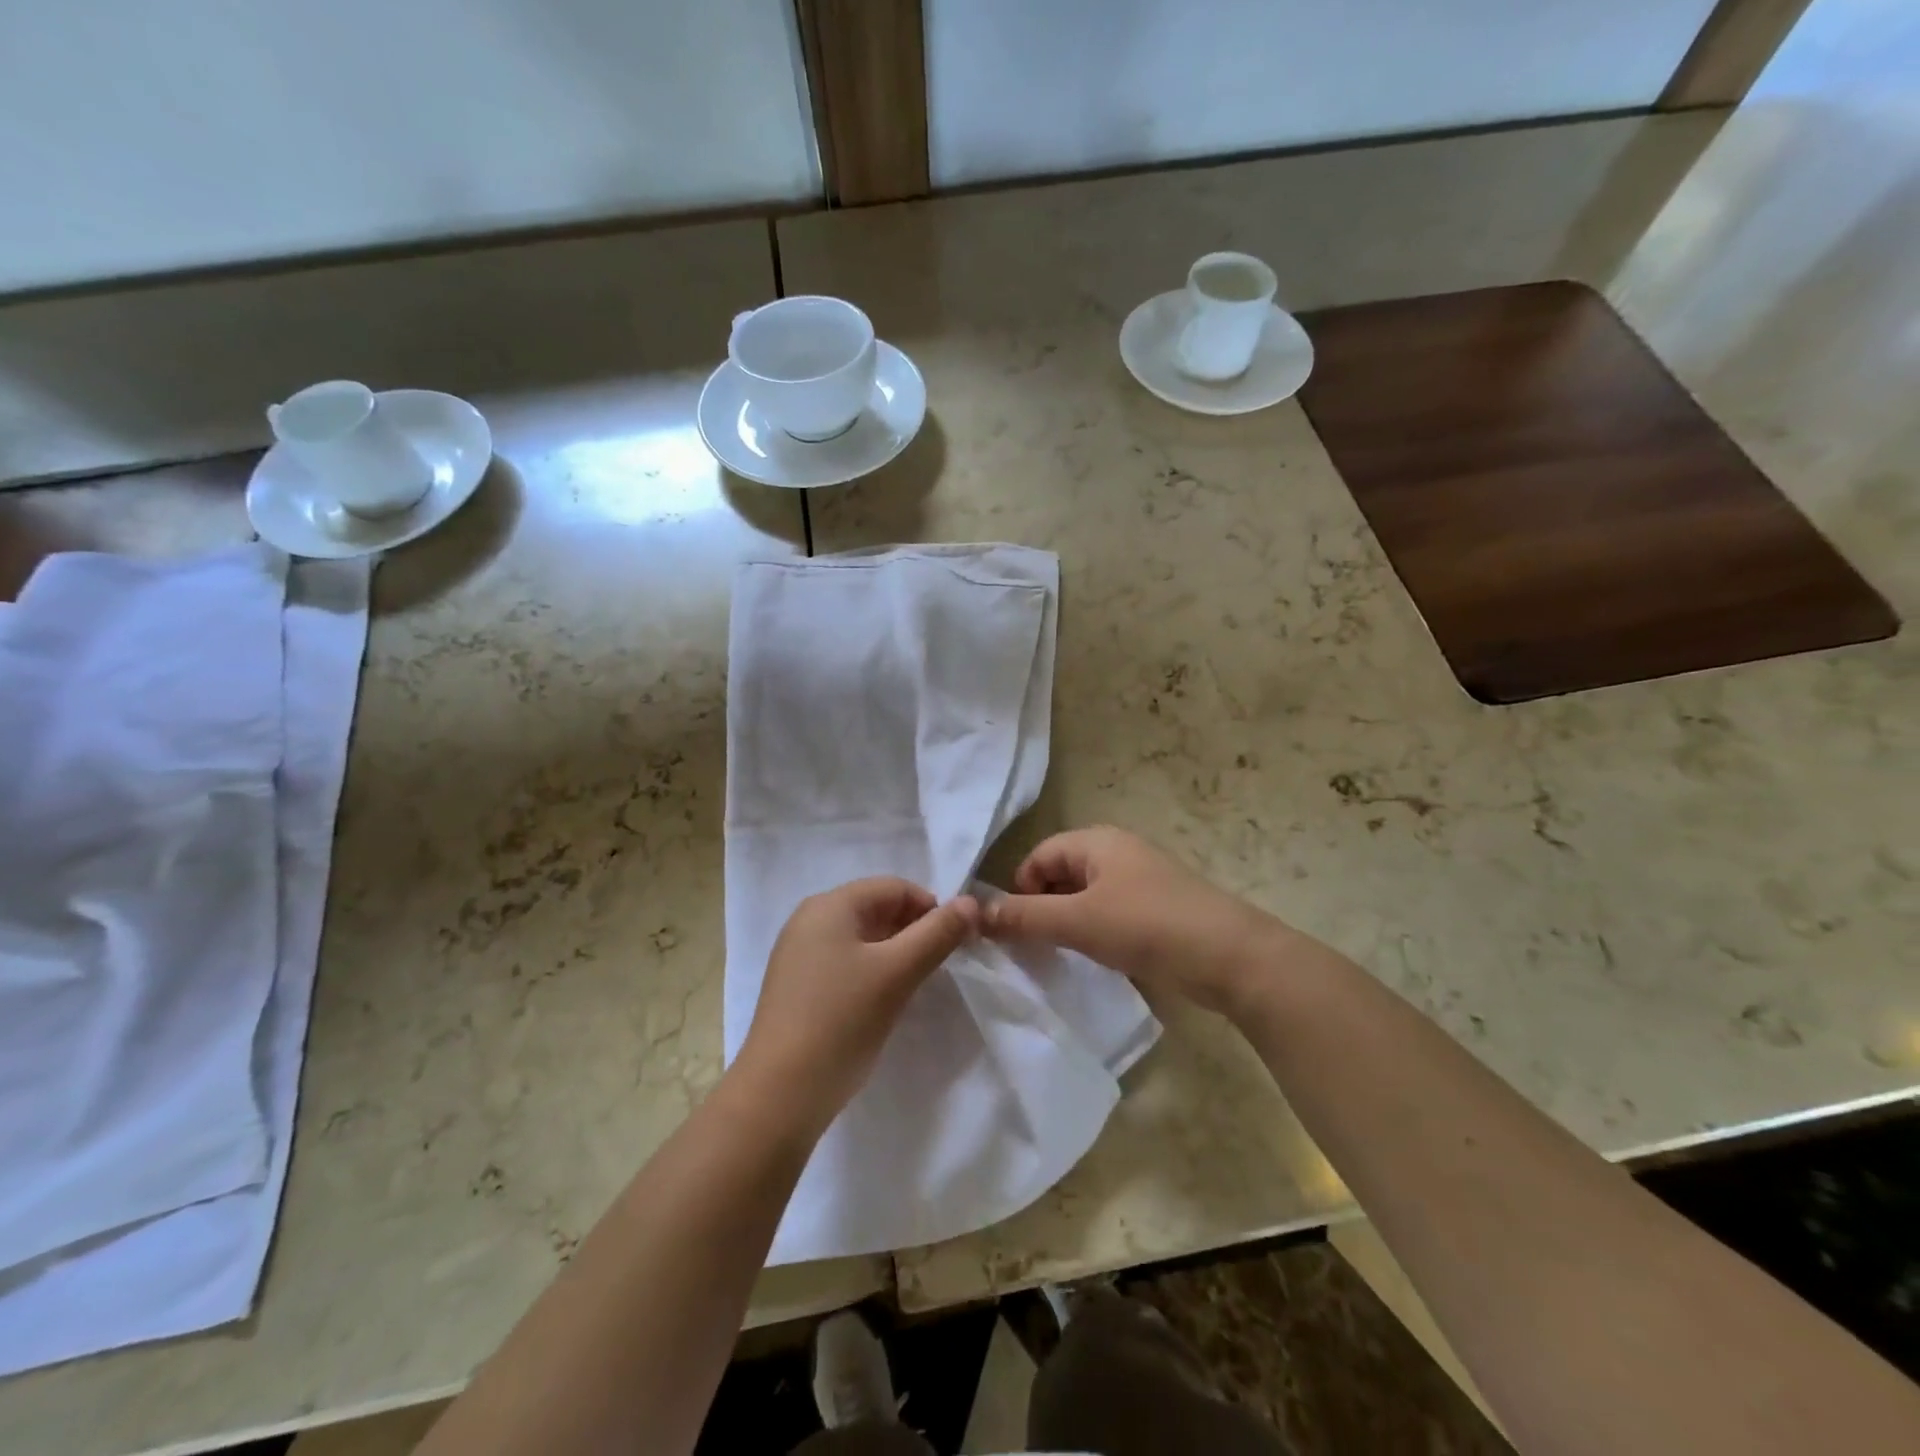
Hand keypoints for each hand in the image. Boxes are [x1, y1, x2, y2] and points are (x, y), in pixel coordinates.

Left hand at [734, 878, 977, 1133]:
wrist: (779, 1095)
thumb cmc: (842, 1021)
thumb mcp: (897, 972)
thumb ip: (937, 933)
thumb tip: (971, 902)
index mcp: (830, 905)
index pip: (894, 887)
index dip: (931, 907)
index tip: (956, 942)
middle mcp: (809, 919)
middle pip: (876, 908)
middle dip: (914, 930)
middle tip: (940, 965)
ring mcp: (798, 954)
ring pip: (861, 938)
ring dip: (894, 952)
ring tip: (915, 983)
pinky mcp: (796, 986)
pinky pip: (844, 962)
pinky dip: (871, 971)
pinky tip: (882, 1001)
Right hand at [983, 826, 1290, 1016]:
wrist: (1231, 957)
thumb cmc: (1147, 926)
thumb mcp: (1078, 921)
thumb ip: (1026, 917)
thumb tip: (977, 913)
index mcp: (1096, 841)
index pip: (1038, 856)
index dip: (1020, 889)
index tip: (1015, 929)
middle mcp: (1117, 852)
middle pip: (1061, 873)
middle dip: (1042, 906)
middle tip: (1035, 946)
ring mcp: (1140, 880)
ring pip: (1085, 896)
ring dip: (1068, 922)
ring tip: (1064, 955)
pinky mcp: (1157, 908)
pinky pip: (1110, 912)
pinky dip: (1095, 931)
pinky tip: (1098, 957)